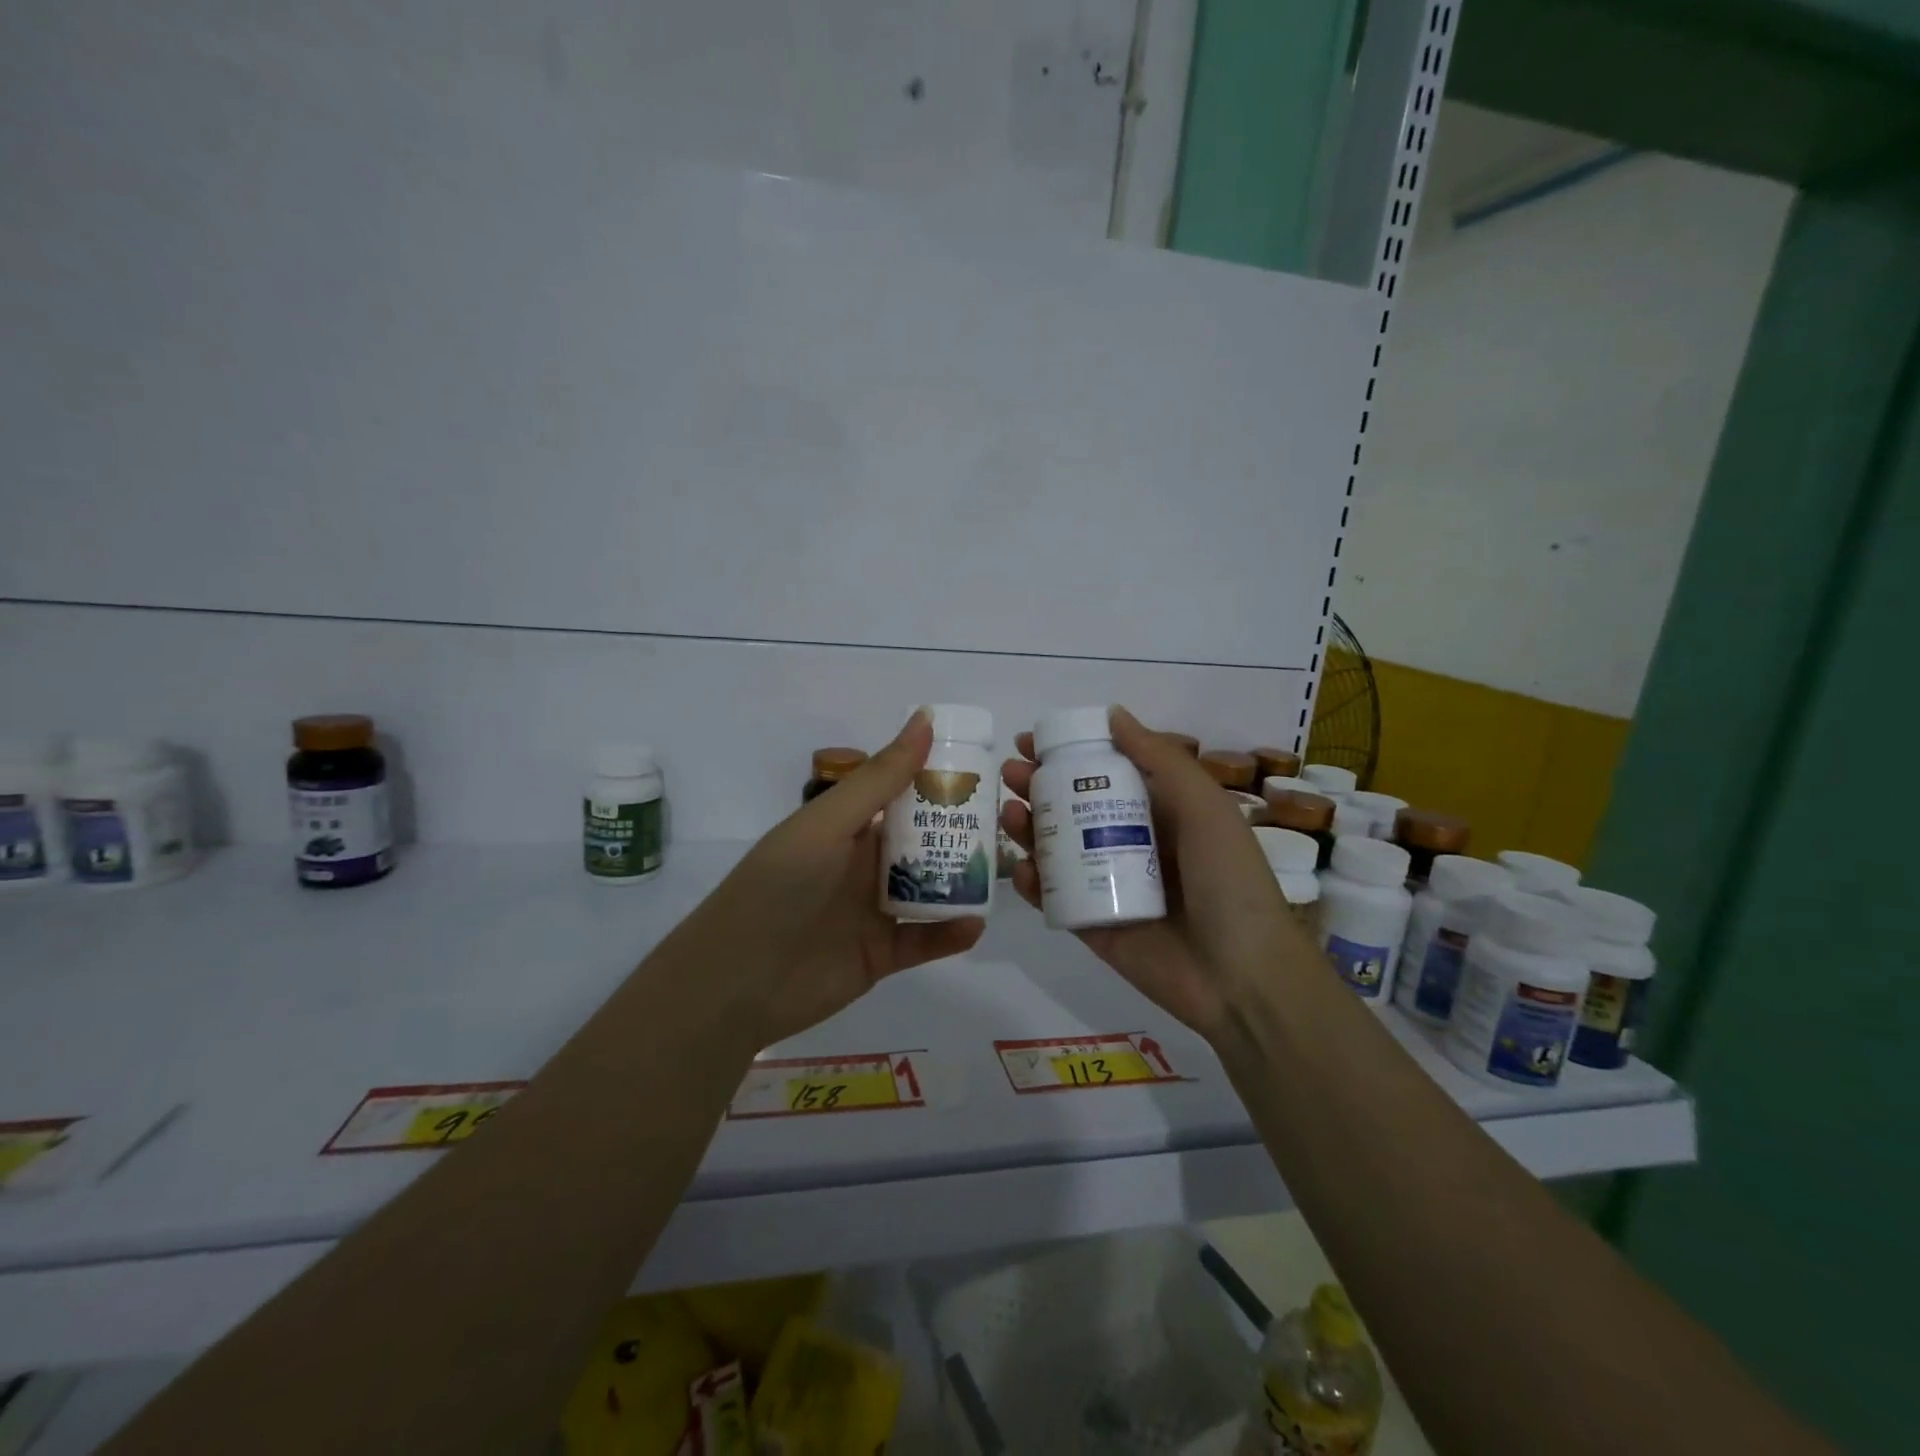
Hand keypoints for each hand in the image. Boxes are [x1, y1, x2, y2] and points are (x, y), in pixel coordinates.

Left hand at [684, 710, 985, 1046]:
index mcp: (847, 826)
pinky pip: (925, 939)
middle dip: (960, 831)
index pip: (900, 794)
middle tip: (1007, 822)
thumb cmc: (780, 887)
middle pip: (921, 841)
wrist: (737, 982)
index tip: (984, 770)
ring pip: (930, 889)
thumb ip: (880, 778)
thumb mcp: (828, 824)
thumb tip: (924, 719)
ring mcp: (873, 910)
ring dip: (962, 880)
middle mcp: (862, 863)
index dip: (938, 780)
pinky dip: (951, 932)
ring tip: (1003, 870)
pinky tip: (976, 923)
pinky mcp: (882, 954)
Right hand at [999, 706, 1305, 1041]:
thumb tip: (1113, 714)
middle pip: (1073, 808)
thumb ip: (1159, 759)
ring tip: (1010, 813)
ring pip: (1057, 850)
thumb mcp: (1204, 807)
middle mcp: (1130, 843)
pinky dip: (1032, 882)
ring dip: (1029, 828)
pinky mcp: (1091, 925)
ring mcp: (1108, 885)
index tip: (1032, 741)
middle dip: (1039, 786)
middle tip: (1012, 774)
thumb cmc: (1229, 879)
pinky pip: (1054, 898)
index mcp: (1160, 812)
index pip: (1104, 773)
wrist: (1242, 976)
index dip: (1069, 754)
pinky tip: (1021, 867)